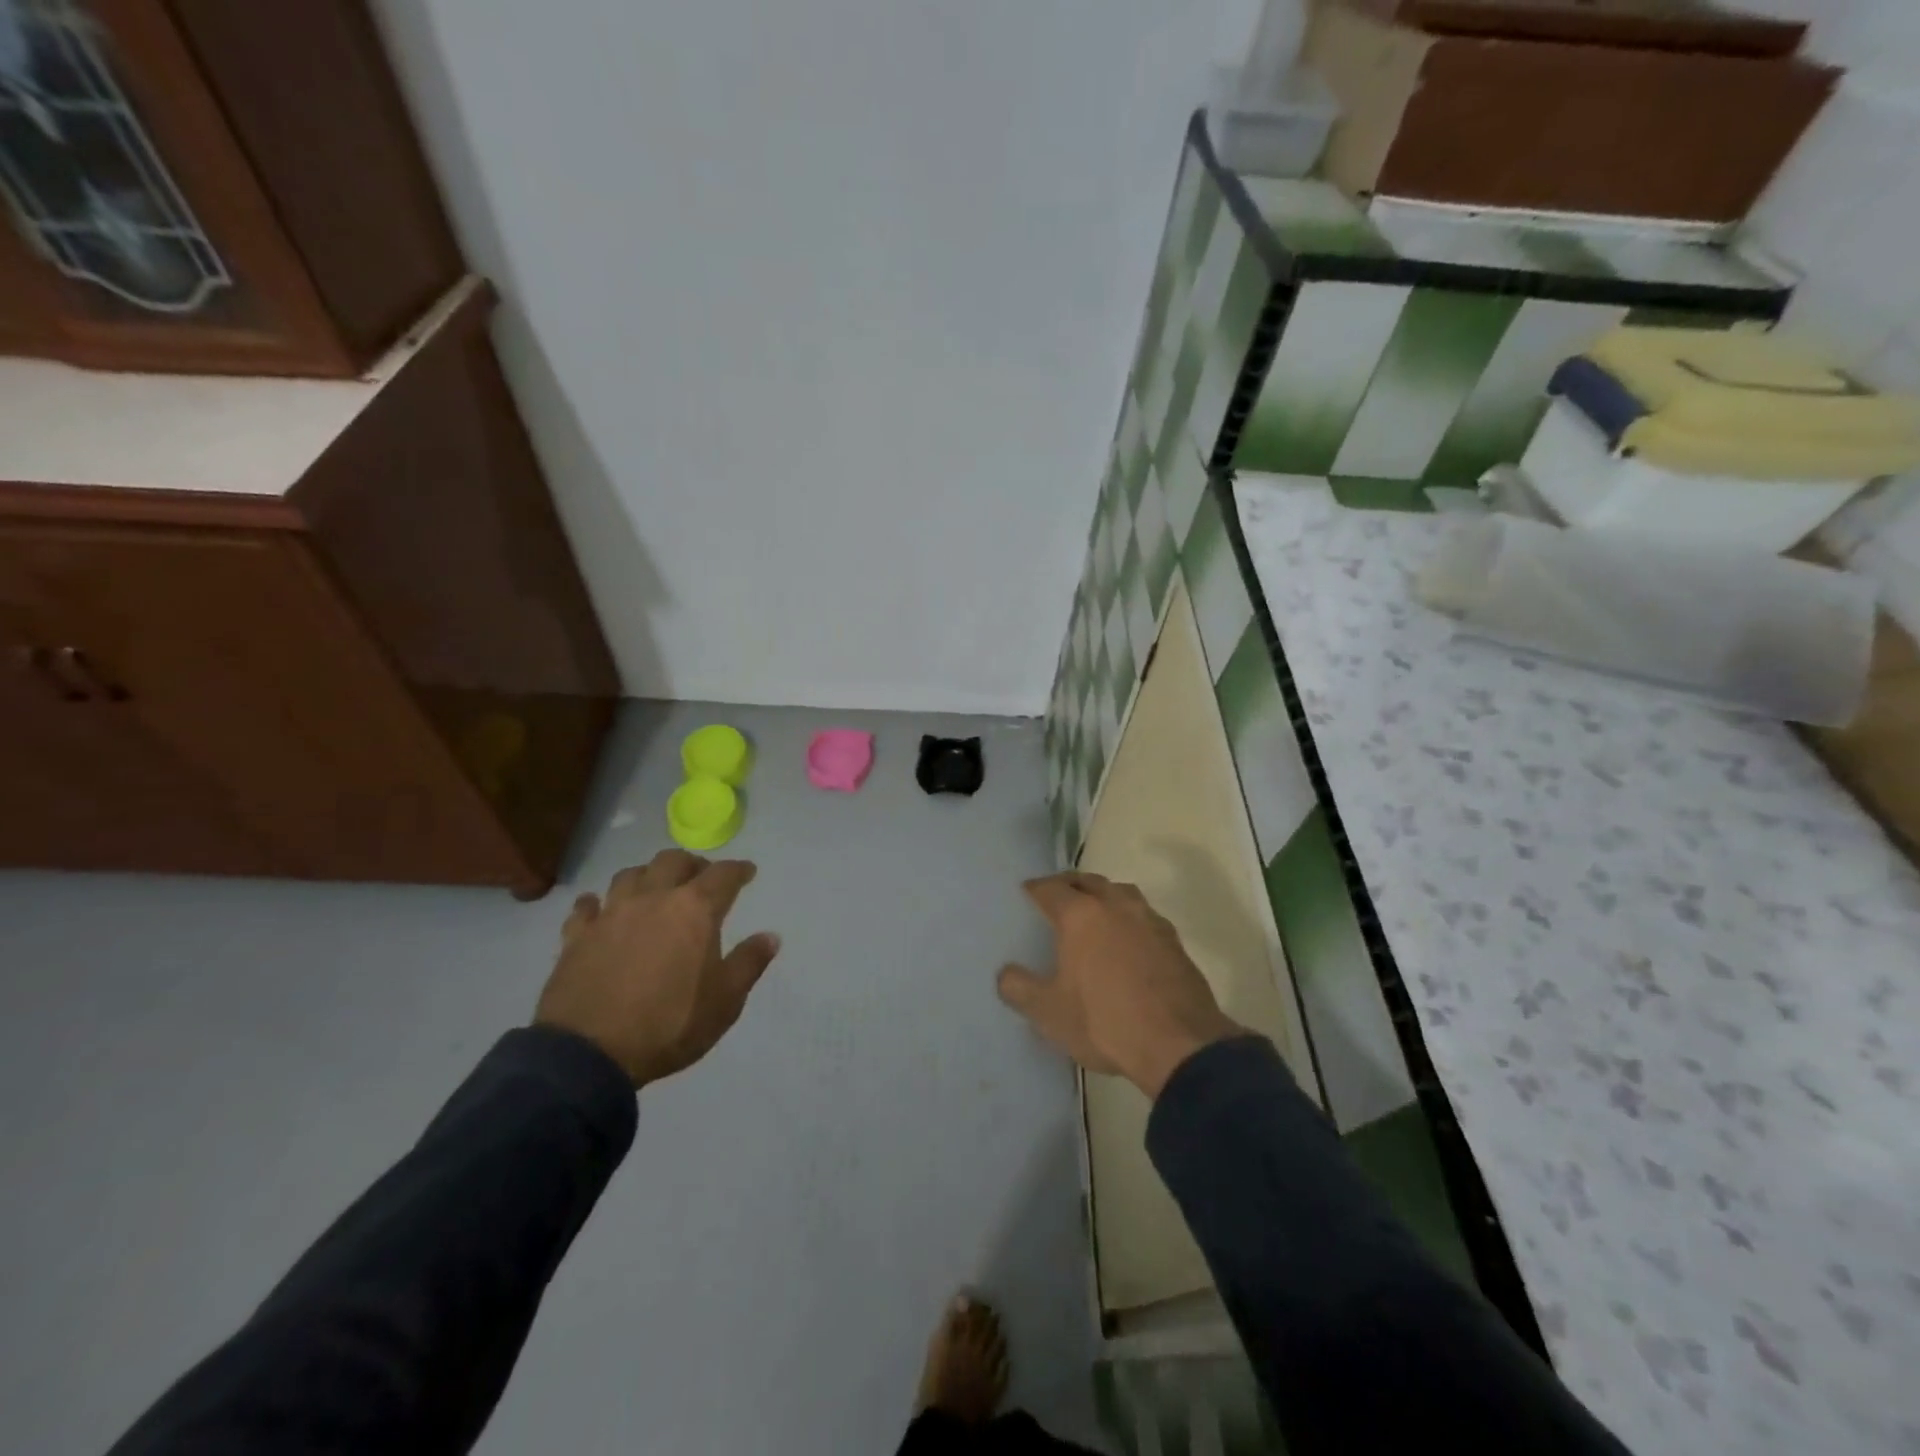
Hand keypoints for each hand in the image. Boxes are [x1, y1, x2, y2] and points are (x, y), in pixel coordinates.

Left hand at [535, 850, 780, 1087]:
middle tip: (701, 877)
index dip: (739, 870)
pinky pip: (586, 906)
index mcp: (695, 910)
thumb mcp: (725, 1001)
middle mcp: (653, 899)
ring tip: (654, 889)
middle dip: (692, 864)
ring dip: (647, 876)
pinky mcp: (577, 936)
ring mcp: (611, 914)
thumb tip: (770, 936)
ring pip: (630, 875)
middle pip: (673, 861)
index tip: (747, 872)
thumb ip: (749, 963)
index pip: (723, 875)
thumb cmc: (669, 1024)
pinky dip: (597, 903)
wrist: (590, 1054)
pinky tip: (600, 910)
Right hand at [997, 872, 1242, 1098]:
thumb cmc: (1104, 1022)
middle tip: (1057, 895)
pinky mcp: (1174, 941)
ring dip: (1103, 895)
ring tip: (1093, 911)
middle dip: (1070, 884)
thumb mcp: (1048, 1013)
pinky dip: (1128, 918)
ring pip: (1121, 893)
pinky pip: (1144, 916)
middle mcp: (1116, 906)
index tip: (1025, 893)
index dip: (1035, 889)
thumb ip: (1019, 989)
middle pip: (1088, 881)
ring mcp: (1149, 920)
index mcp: (1081, 915)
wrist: (1179, 1045)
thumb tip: (1005, 974)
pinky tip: (1127, 939)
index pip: (1051, 888)